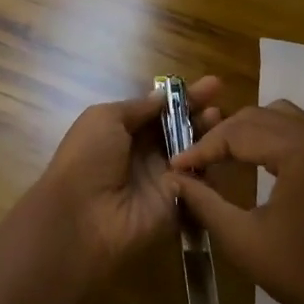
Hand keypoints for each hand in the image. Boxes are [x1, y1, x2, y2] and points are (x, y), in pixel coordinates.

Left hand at [27, 76, 223, 277]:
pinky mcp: (177, 203)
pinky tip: (221, 147)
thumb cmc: (88, 159)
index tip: (211, 85)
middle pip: (179, 130)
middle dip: (200, 113)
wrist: (83, 218)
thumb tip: (163, 96)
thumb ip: (138, 107)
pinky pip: (199, 181)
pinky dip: (210, 164)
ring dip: (208, 134)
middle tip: (220, 98)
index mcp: (123, 132)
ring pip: (193, 152)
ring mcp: (162, 179)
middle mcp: (144, 154)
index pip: (160, 111)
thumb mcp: (104, 118)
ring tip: (220, 118)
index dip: (183, 98)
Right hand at [170, 99, 303, 303]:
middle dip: (222, 136)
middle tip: (193, 160)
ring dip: (246, 130)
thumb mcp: (242, 239)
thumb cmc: (300, 272)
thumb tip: (174, 179)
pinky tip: (250, 158)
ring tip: (218, 154)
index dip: (203, 147)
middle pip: (258, 117)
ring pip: (279, 117)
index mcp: (301, 152)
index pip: (239, 133)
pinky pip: (296, 131)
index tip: (176, 165)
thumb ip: (204, 202)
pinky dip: (269, 136)